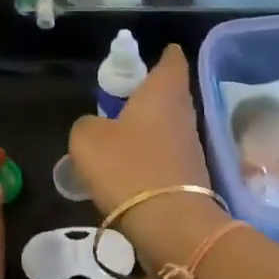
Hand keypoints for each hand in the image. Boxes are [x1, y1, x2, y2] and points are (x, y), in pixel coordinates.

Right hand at [69, 45, 211, 212]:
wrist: (170, 223)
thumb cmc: (128, 167)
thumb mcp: (87, 139)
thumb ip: (87, 124)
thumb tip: (96, 127)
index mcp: (163, 91)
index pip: (172, 60)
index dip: (163, 55)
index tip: (150, 57)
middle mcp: (183, 112)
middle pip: (170, 93)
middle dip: (149, 94)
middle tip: (121, 99)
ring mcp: (191, 145)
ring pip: (169, 125)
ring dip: (149, 127)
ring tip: (119, 136)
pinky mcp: (191, 175)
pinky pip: (167, 154)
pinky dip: (151, 155)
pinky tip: (130, 168)